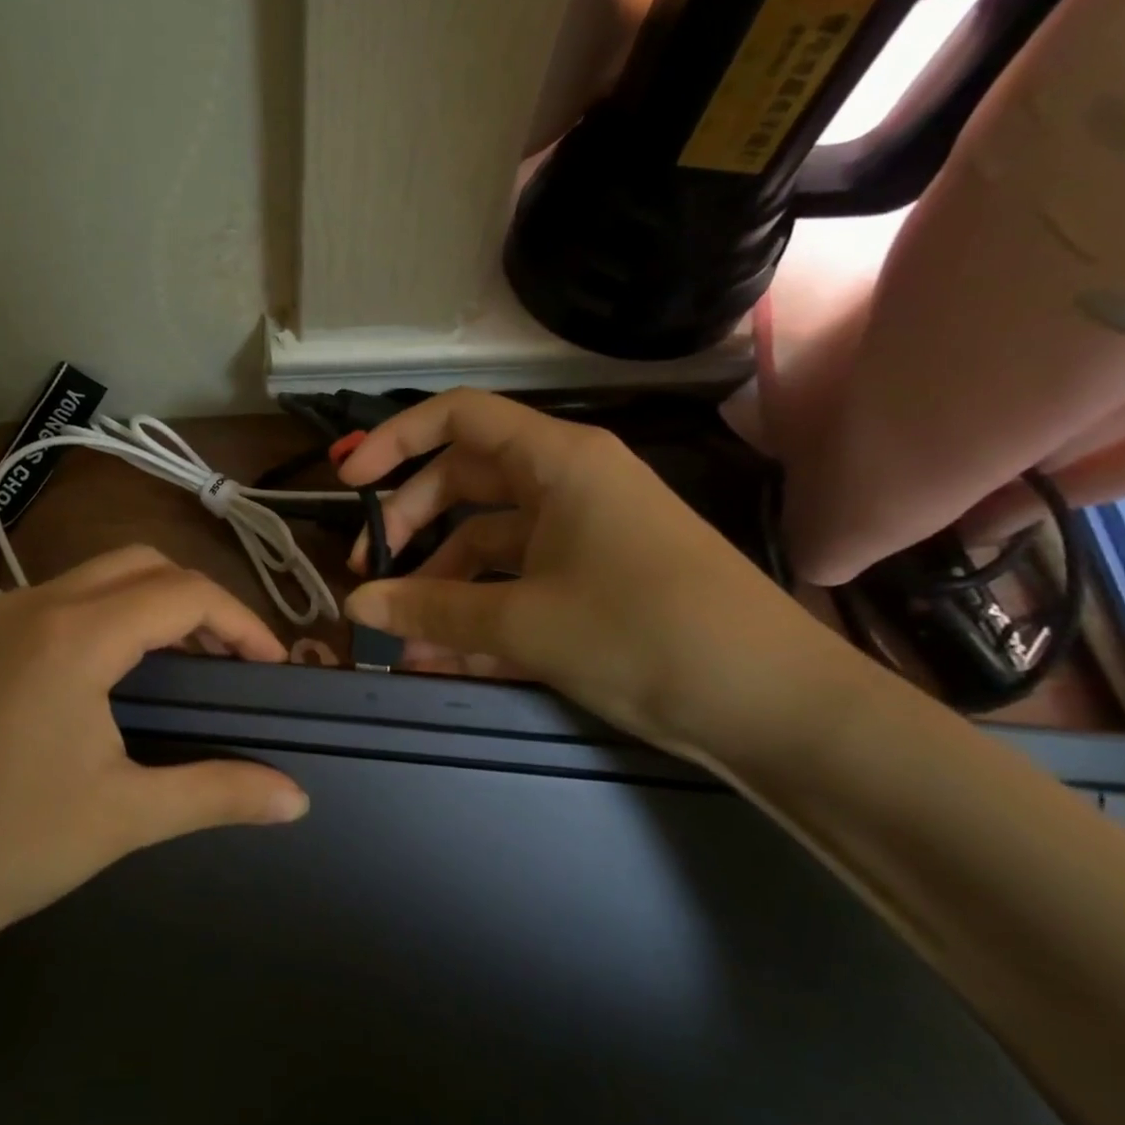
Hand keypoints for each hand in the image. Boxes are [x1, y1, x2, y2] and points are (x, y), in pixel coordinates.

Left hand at [0, 547, 309, 1013]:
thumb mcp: (121, 819)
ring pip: (94, 578)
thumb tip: (297, 799)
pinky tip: (111, 676)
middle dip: (198, 601)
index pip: (183, 594)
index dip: (241, 622)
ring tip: (184, 664)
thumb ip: (218, 792)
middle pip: (141, 564)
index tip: (272, 666)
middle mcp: (30, 605)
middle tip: (231, 659)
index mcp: (72, 636)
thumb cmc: (0, 850)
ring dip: (149, 604)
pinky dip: (104, 616)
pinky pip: (55, 602)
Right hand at [339, 390, 854, 766]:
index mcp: (558, 462)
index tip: (347, 483)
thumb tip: (354, 606)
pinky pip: (518, 583)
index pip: (459, 417)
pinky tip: (442, 658)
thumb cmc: (646, 634)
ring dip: (441, 585)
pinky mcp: (594, 581)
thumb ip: (431, 609)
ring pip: (488, 542)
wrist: (778, 707)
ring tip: (401, 639)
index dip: (395, 441)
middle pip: (464, 482)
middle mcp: (568, 484)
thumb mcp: (524, 623)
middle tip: (367, 573)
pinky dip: (479, 612)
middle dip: (410, 526)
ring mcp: (583, 534)